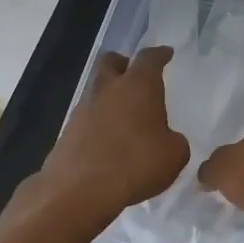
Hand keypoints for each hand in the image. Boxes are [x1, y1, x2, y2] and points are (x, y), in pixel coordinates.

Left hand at [38, 46, 189, 220]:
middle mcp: (108, 89)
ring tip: (126, 117)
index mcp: (138, 86)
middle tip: (134, 74)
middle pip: (111, 62)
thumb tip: (166, 139)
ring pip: (97, 91)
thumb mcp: (174, 155)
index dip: (159, 55)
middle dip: (124, 64)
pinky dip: (100, 123)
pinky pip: (88, 118)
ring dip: (111, 97)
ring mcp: (84, 109)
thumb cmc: (136, 163)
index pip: (149, 58)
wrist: (80, 189)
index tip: (166, 53)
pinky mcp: (68, 131)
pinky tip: (110, 142)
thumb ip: (174, 141)